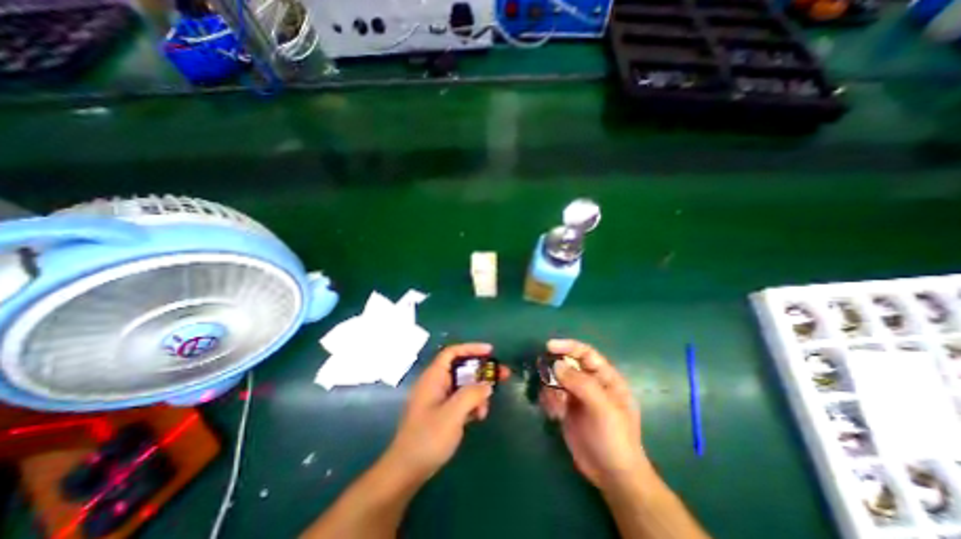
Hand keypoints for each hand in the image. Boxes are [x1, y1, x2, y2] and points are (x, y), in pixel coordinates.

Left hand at [386, 343, 512, 481]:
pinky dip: (472, 404)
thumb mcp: (453, 414)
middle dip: (481, 371)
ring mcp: (439, 398)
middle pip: (461, 368)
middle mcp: (436, 383)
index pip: (452, 352)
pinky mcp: (442, 411)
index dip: (471, 348)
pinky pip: (461, 400)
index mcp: (434, 377)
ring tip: (486, 408)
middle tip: (502, 375)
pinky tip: (479, 416)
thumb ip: (472, 394)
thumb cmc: (428, 438)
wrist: (407, 471)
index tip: (490, 351)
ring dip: (478, 393)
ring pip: (463, 385)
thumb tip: (487, 385)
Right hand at [540, 338, 645, 489]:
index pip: (585, 353)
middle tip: (545, 377)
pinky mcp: (566, 408)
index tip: (549, 346)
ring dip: (551, 389)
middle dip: (555, 370)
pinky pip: (551, 395)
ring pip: (556, 379)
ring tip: (557, 407)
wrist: (611, 476)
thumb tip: (556, 365)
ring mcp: (577, 395)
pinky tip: (554, 415)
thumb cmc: (615, 438)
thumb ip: (581, 383)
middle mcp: (590, 383)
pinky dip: (549, 401)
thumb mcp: (603, 408)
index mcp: (605, 378)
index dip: (568, 346)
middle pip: (567, 364)